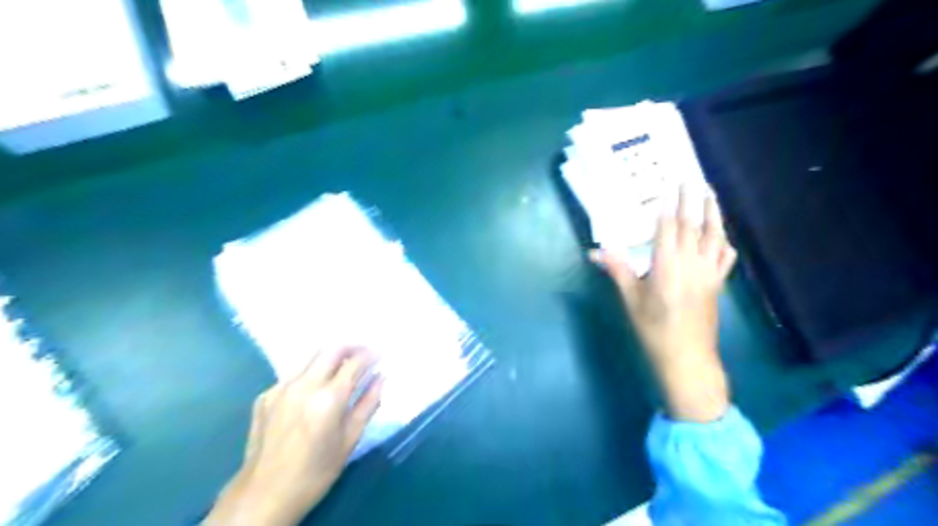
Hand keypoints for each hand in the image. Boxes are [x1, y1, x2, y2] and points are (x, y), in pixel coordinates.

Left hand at [203, 346, 379, 522]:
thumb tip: (382, 378)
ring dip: (330, 355)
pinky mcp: (266, 395)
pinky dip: (310, 371)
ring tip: (343, 363)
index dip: (371, 355)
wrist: (263, 495)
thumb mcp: (350, 440)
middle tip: (364, 352)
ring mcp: (281, 388)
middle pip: (332, 349)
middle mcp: (304, 385)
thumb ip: (368, 404)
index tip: (380, 354)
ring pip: (310, 356)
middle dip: (351, 346)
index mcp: (328, 399)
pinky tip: (314, 386)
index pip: (355, 363)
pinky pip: (294, 373)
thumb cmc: (315, 472)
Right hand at [593, 187, 739, 419]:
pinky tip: (723, 238)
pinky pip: (725, 259)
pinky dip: (724, 244)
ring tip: (711, 195)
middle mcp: (691, 264)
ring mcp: (709, 273)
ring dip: (713, 214)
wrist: (687, 358)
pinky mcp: (718, 285)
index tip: (669, 185)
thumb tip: (595, 252)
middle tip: (692, 179)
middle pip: (692, 226)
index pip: (668, 228)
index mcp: (667, 266)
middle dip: (691, 201)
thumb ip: (617, 270)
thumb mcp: (631, 300)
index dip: (668, 206)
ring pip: (714, 237)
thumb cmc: (653, 329)